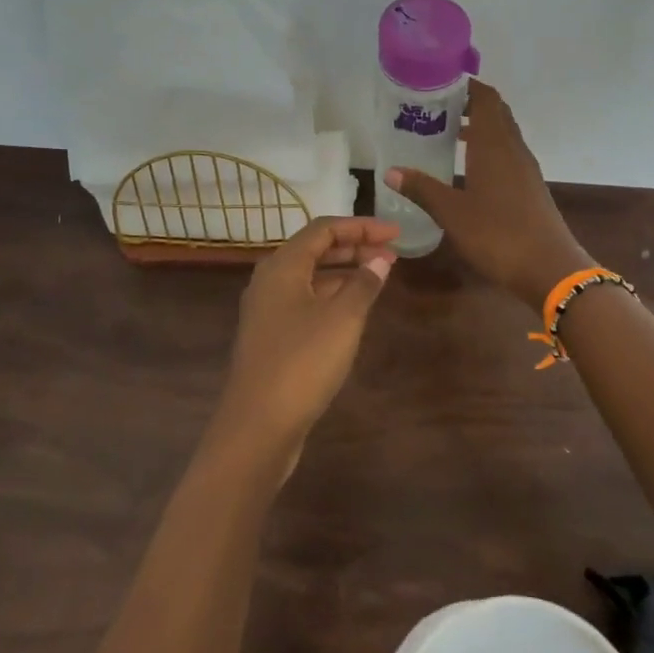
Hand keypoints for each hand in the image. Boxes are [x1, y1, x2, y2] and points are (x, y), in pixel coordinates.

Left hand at [212, 217, 398, 465]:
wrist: (258, 425)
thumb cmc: (302, 362)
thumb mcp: (343, 319)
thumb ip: (364, 284)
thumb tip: (380, 259)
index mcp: (282, 266)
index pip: (324, 229)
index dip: (362, 226)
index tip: (396, 232)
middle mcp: (270, 281)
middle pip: (315, 250)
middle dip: (354, 246)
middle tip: (392, 253)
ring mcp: (267, 310)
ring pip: (310, 277)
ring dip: (344, 271)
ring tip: (379, 276)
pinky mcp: (271, 336)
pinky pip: (305, 300)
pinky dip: (332, 295)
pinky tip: (354, 308)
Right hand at [385, 80, 591, 310]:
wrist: (549, 268)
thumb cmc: (497, 234)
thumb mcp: (452, 213)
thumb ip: (422, 189)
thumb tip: (391, 171)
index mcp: (495, 145)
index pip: (486, 98)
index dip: (466, 86)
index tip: (439, 84)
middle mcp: (513, 149)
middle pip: (496, 113)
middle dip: (470, 104)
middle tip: (437, 108)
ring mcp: (526, 169)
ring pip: (503, 134)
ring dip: (480, 128)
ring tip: (447, 134)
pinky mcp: (531, 187)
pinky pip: (508, 155)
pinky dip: (488, 149)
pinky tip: (469, 168)